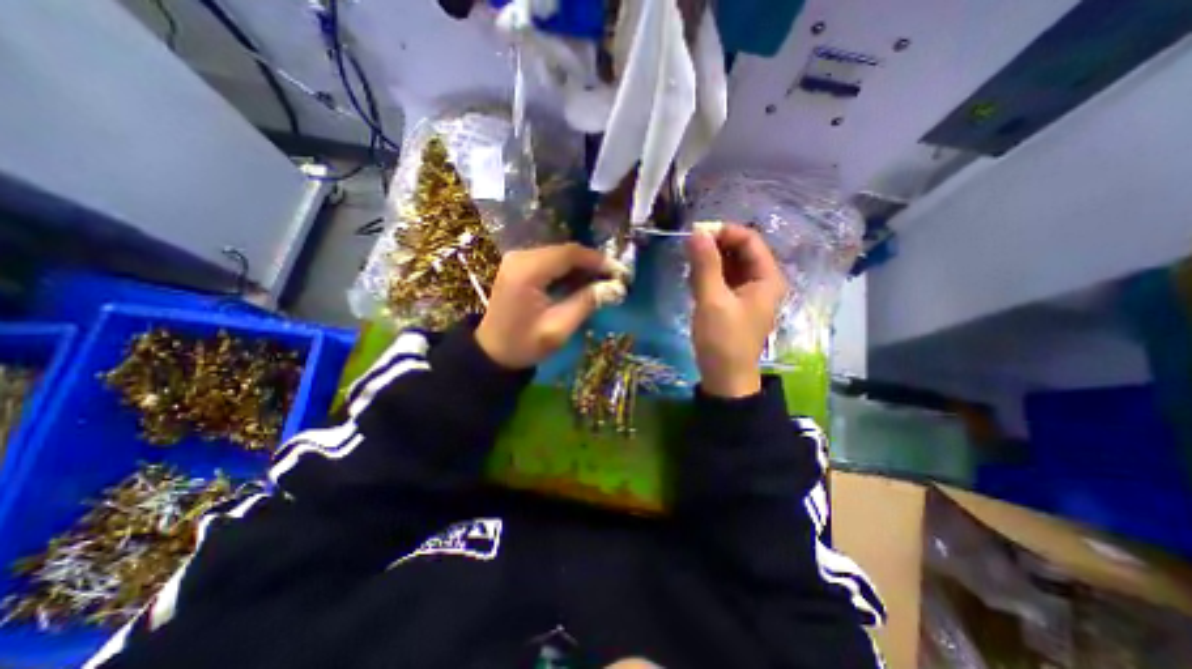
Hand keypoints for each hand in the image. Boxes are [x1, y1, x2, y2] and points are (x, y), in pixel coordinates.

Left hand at [475, 243, 626, 371]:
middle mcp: (520, 257)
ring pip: (559, 255)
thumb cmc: (524, 345)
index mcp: (527, 271)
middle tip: (615, 279)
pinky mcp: (519, 266)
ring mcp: (517, 260)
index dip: (598, 260)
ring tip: (603, 282)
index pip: (569, 254)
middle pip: (565, 251)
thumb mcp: (559, 328)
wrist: (492, 353)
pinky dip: (568, 271)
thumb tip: (616, 287)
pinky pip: (550, 261)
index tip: (620, 272)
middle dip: (592, 263)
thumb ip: (586, 303)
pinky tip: (582, 283)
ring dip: (582, 267)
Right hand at [684, 222, 787, 395]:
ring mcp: (747, 292)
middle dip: (714, 247)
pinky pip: (722, 279)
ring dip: (708, 263)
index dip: (723, 232)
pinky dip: (708, 276)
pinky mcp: (734, 302)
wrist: (724, 377)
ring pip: (728, 264)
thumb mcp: (712, 300)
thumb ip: (705, 265)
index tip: (695, 234)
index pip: (749, 240)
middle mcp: (761, 280)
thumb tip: (697, 232)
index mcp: (767, 277)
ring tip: (690, 272)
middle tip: (688, 253)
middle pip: (739, 250)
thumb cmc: (723, 339)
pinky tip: (694, 284)